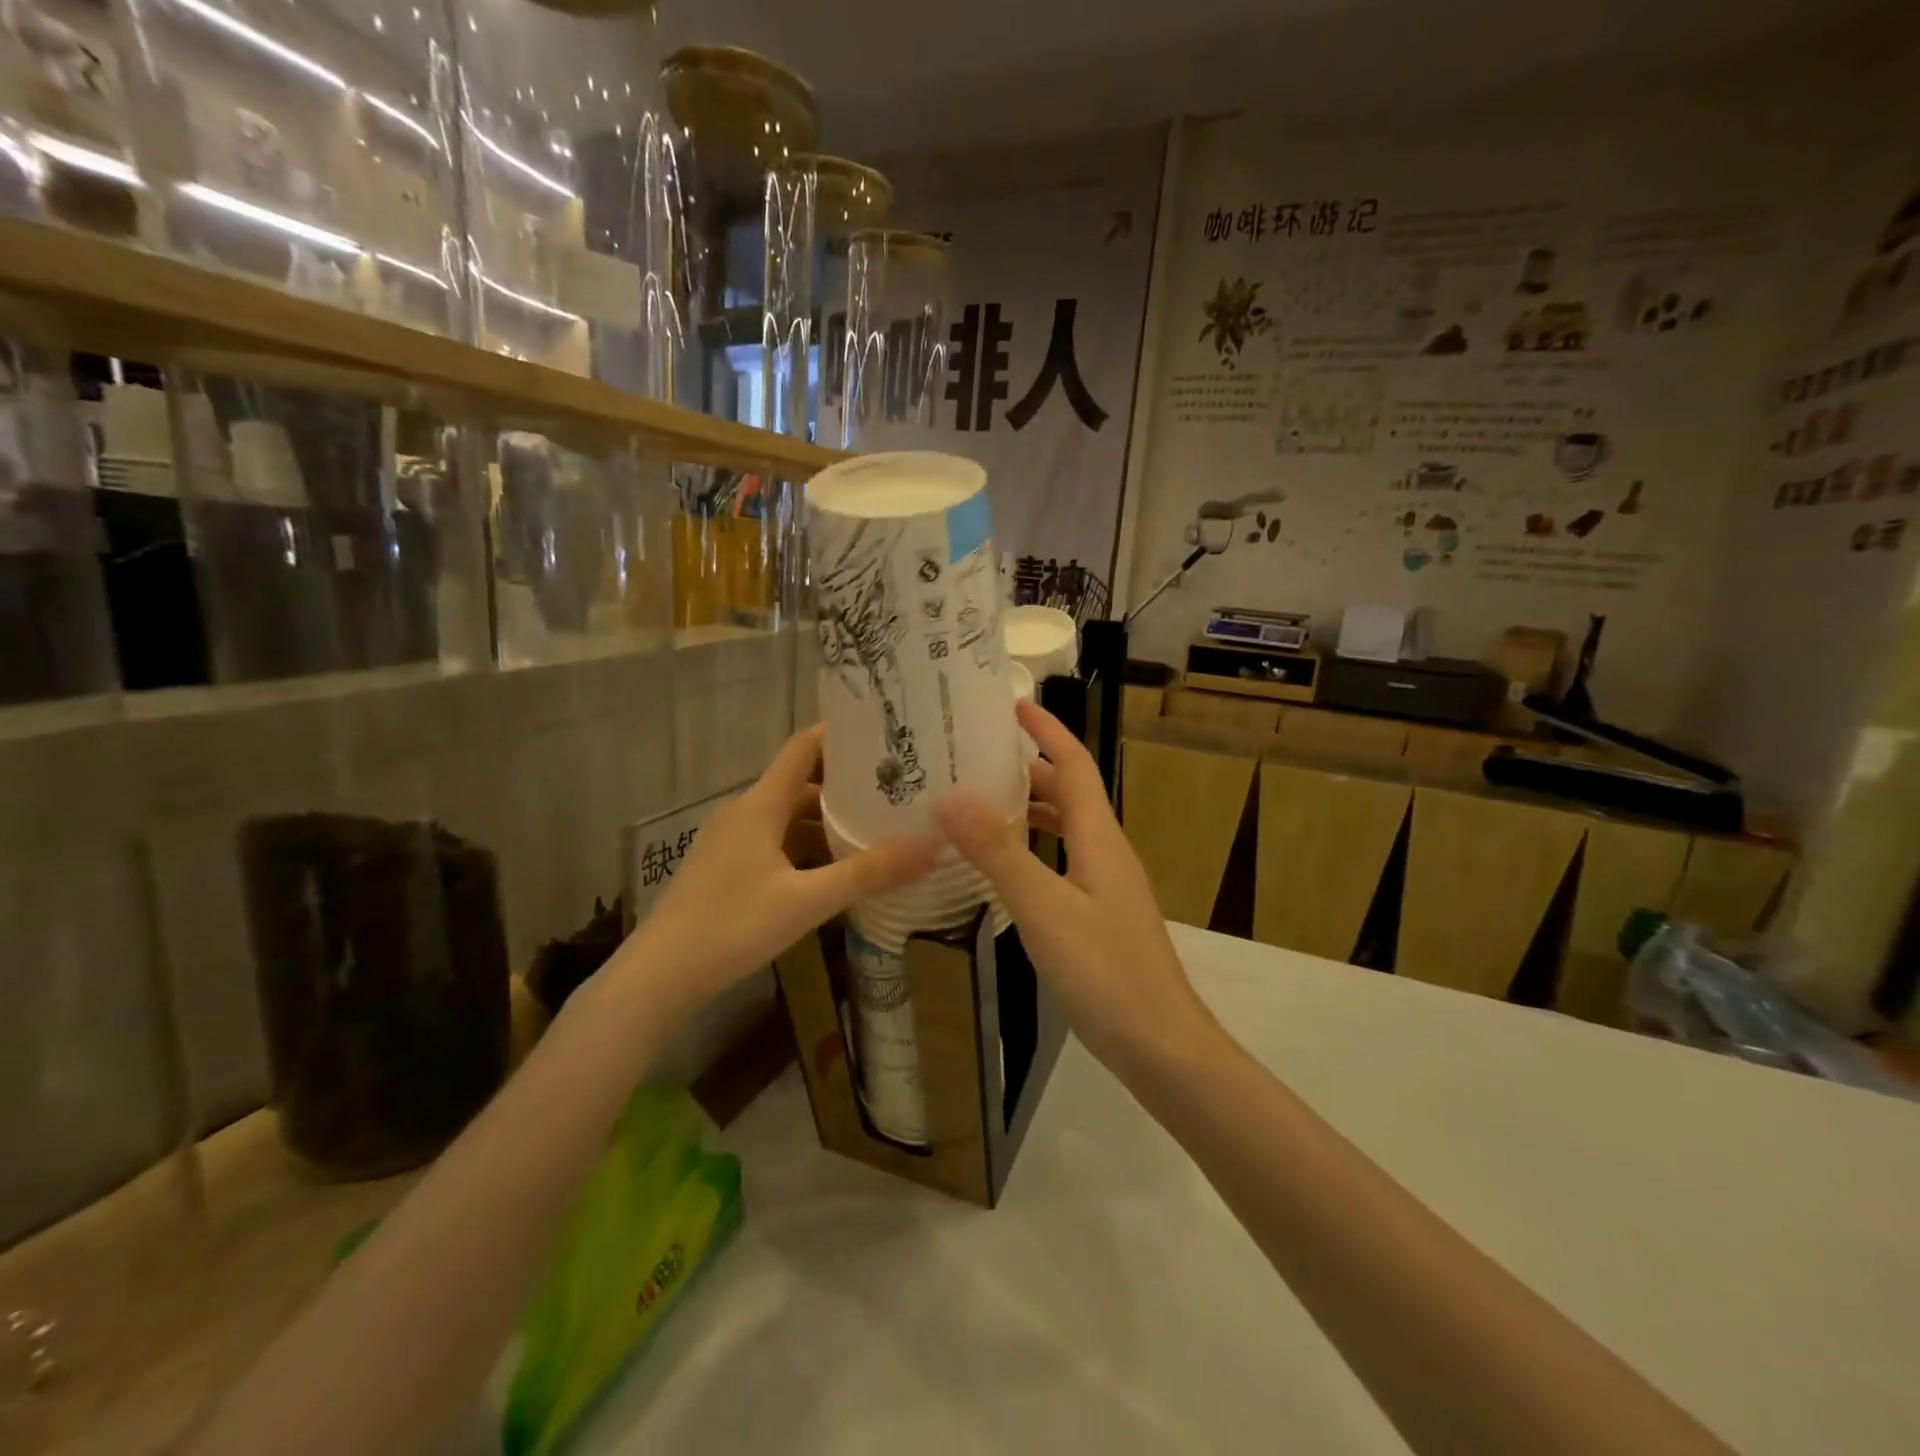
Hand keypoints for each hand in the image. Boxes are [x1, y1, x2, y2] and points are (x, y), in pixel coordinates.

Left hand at [621, 725, 936, 1025]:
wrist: (658, 978)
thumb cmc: (731, 927)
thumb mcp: (806, 902)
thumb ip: (867, 874)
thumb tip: (931, 848)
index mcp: (758, 806)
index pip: (801, 749)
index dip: (837, 734)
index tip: (879, 732)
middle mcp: (742, 814)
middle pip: (799, 786)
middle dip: (844, 788)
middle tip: (893, 791)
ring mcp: (729, 843)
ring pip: (786, 820)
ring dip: (825, 824)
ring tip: (873, 831)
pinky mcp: (723, 871)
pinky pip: (774, 845)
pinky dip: (805, 850)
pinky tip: (832, 873)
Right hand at [936, 702, 1214, 1071]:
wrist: (1160, 1044)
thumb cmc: (1105, 971)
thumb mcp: (1044, 908)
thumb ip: (999, 853)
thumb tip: (953, 798)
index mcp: (1099, 838)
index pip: (1074, 766)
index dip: (1048, 732)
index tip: (1014, 705)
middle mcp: (1106, 852)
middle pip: (1069, 795)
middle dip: (1030, 770)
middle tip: (978, 758)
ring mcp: (1106, 886)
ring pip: (1066, 831)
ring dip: (1030, 811)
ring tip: (981, 805)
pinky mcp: (1101, 916)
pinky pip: (1063, 864)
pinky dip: (1033, 852)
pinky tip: (1005, 871)